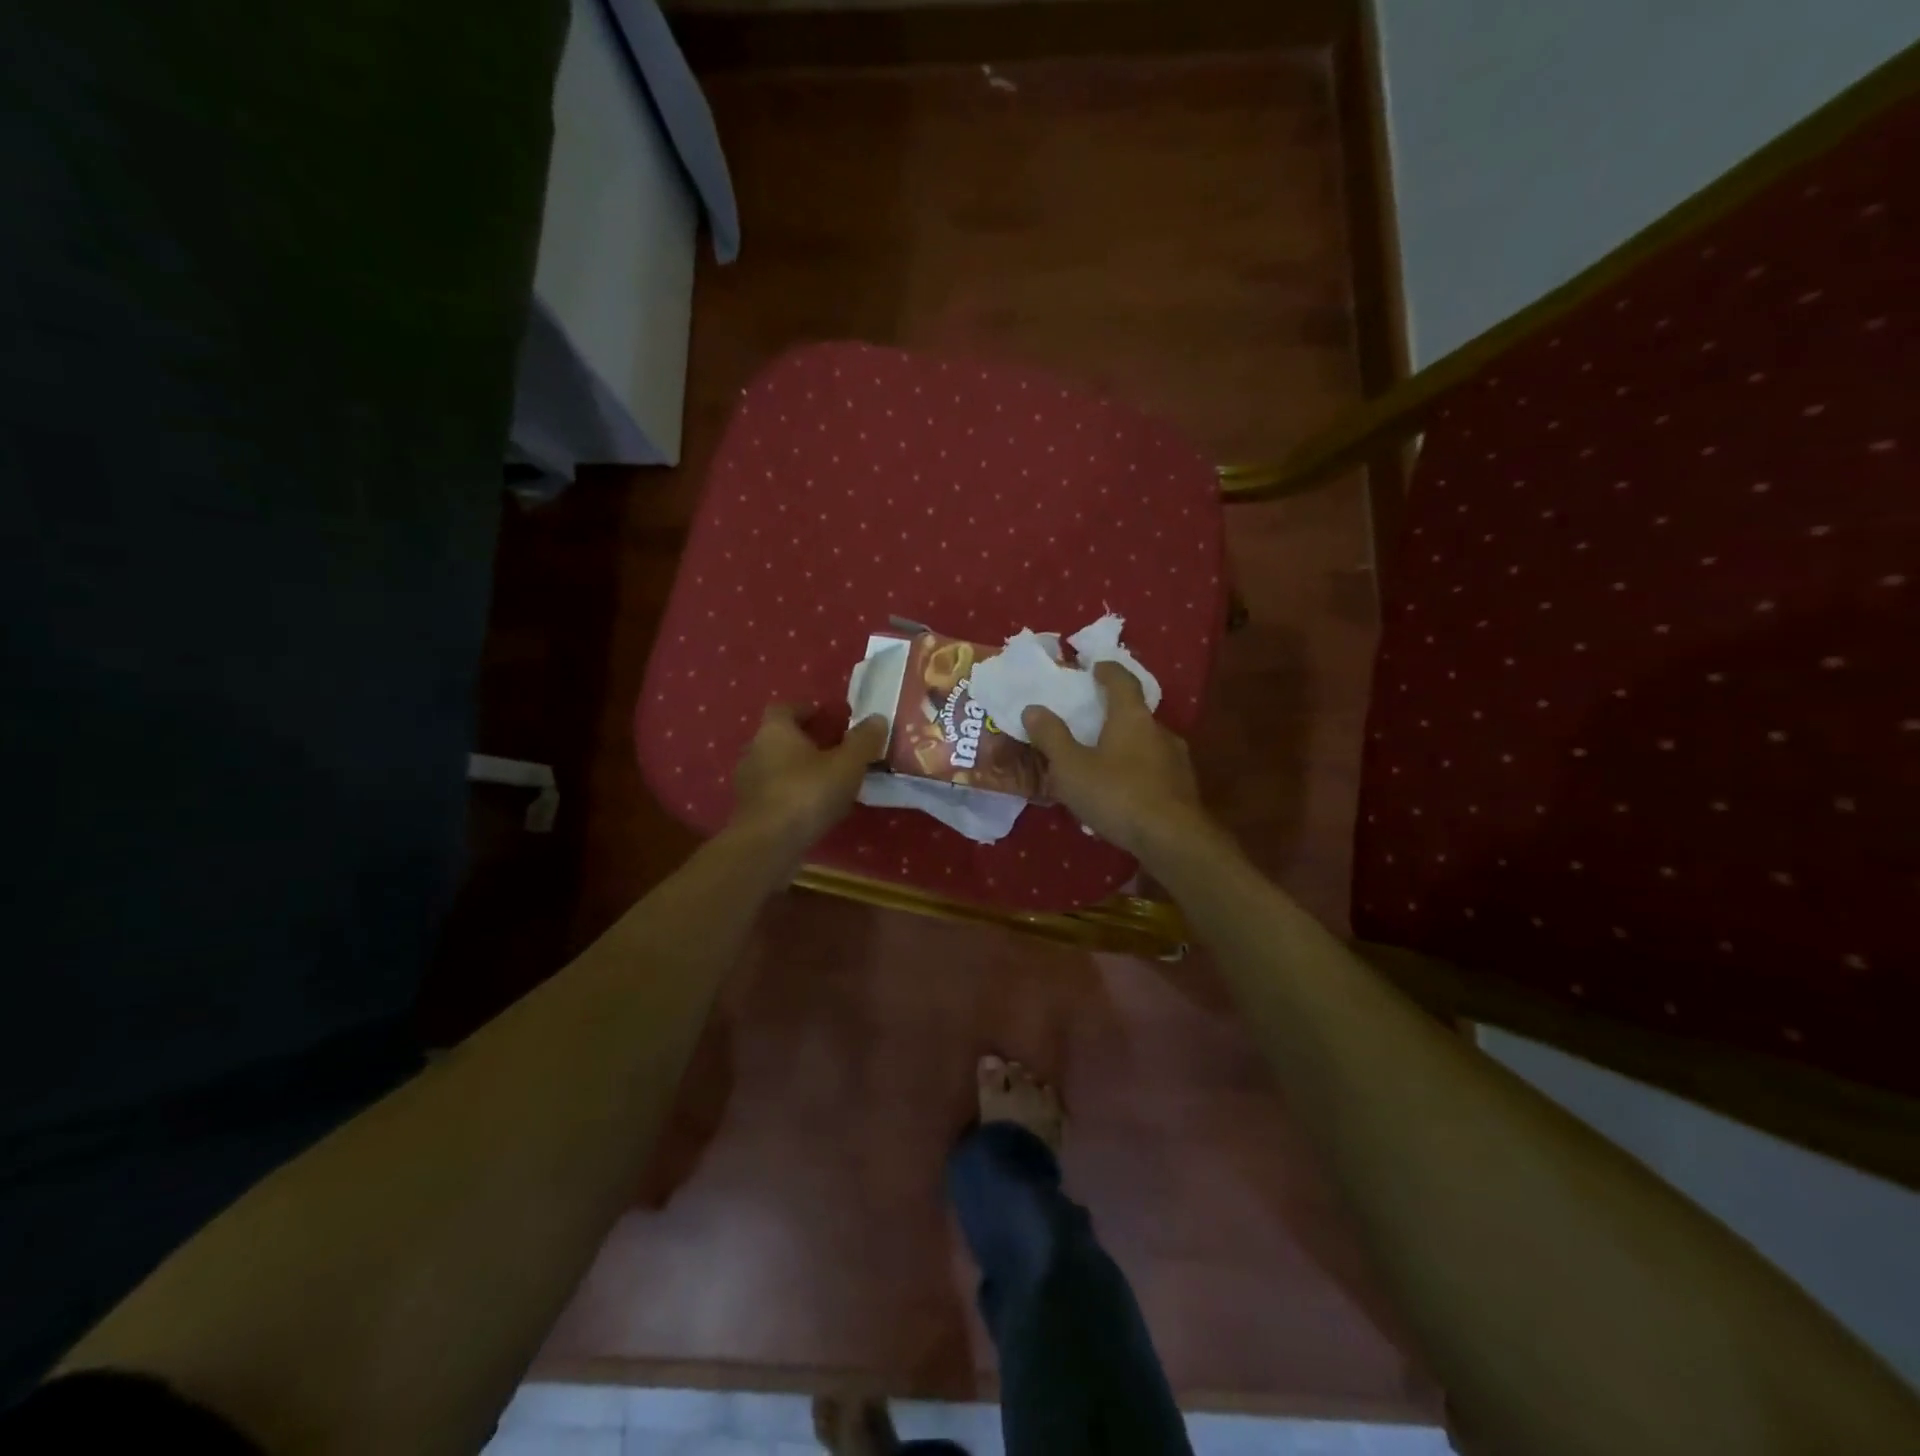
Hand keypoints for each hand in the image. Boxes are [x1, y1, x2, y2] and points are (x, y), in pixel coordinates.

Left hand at [730, 706, 887, 850]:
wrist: (768, 845)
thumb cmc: (807, 793)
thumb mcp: (847, 764)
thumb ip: (863, 740)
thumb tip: (877, 718)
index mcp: (775, 730)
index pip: (786, 708)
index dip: (808, 710)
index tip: (830, 718)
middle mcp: (755, 750)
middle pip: (781, 737)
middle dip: (807, 741)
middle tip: (836, 749)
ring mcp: (748, 783)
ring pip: (777, 766)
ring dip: (800, 769)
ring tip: (829, 780)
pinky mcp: (750, 811)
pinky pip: (775, 792)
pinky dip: (793, 793)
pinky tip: (814, 807)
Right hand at [1021, 662, 1209, 856]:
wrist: (1172, 840)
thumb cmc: (1117, 794)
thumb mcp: (1071, 767)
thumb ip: (1051, 737)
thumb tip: (1033, 709)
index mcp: (1132, 717)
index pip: (1122, 681)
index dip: (1108, 671)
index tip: (1096, 667)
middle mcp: (1159, 731)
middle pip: (1136, 714)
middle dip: (1114, 715)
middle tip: (1092, 722)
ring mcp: (1177, 760)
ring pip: (1147, 745)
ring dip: (1127, 747)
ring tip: (1104, 763)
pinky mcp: (1184, 789)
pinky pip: (1155, 772)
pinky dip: (1137, 774)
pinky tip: (1123, 794)